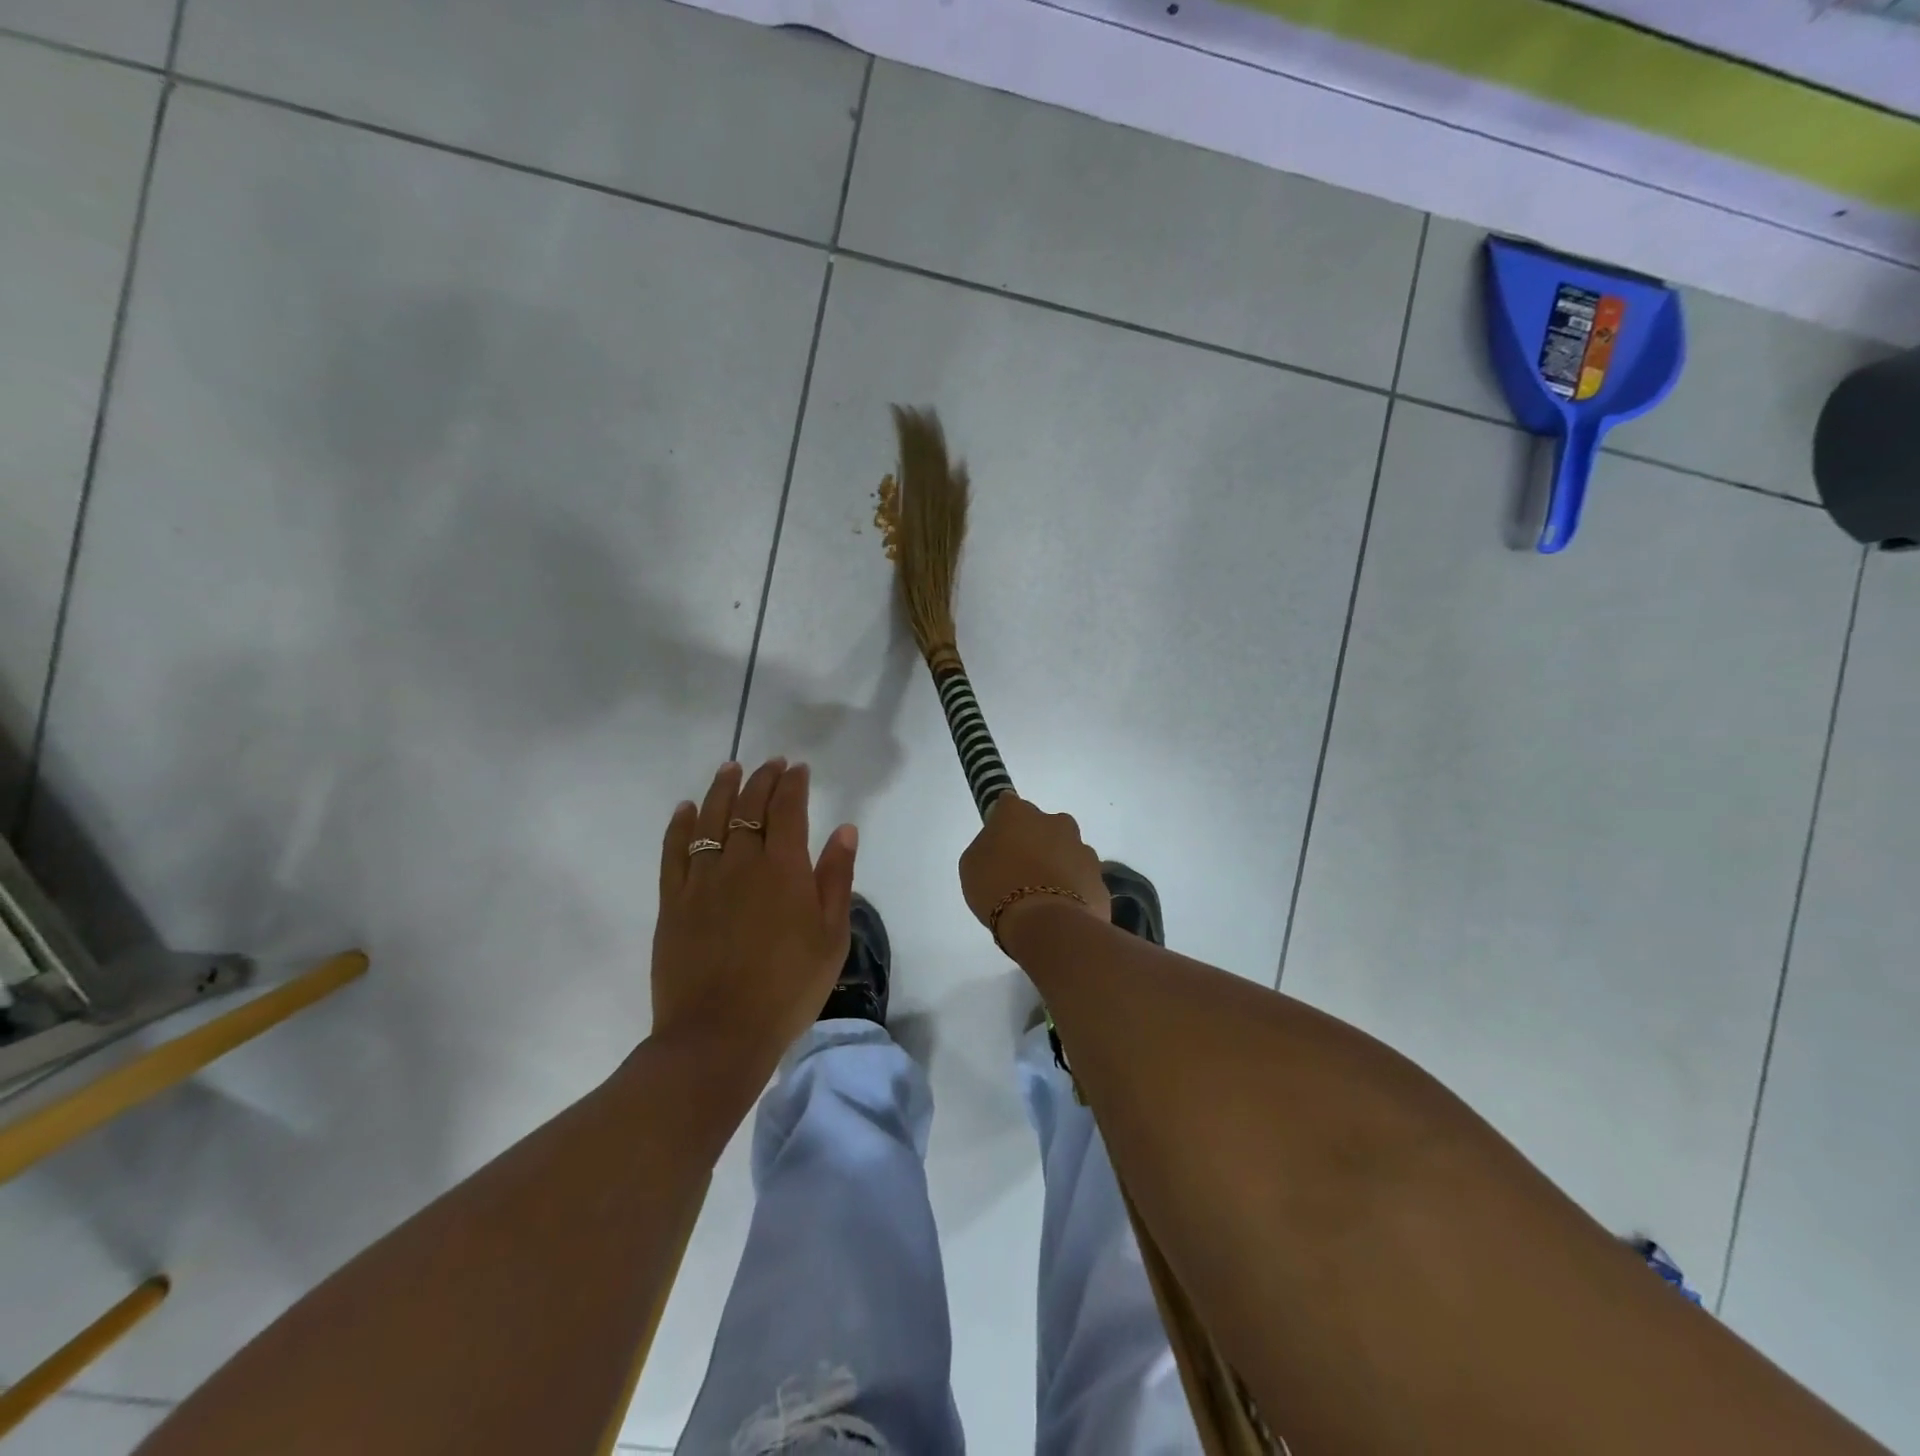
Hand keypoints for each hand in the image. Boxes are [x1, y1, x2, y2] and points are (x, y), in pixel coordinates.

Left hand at [652, 759, 857, 1063]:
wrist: (719, 1035)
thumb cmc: (788, 988)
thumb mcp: (831, 937)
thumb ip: (836, 878)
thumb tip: (844, 829)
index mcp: (784, 869)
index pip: (787, 809)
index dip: (792, 784)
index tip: (797, 769)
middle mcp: (741, 863)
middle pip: (750, 807)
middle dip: (762, 779)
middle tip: (770, 764)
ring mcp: (702, 880)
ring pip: (711, 819)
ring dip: (722, 789)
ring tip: (730, 769)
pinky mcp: (673, 901)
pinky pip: (674, 851)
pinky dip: (680, 824)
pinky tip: (686, 808)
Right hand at [958, 795, 1110, 945]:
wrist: (1047, 925)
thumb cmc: (998, 889)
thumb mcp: (971, 866)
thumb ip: (986, 846)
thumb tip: (999, 844)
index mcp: (1019, 814)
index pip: (1008, 804)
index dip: (1002, 823)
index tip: (997, 842)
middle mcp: (1055, 822)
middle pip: (1043, 826)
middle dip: (1035, 842)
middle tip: (1020, 871)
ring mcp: (1082, 849)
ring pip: (1067, 852)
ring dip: (1057, 866)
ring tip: (1042, 897)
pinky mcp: (1099, 878)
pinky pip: (1081, 879)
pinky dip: (1073, 890)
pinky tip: (1060, 911)